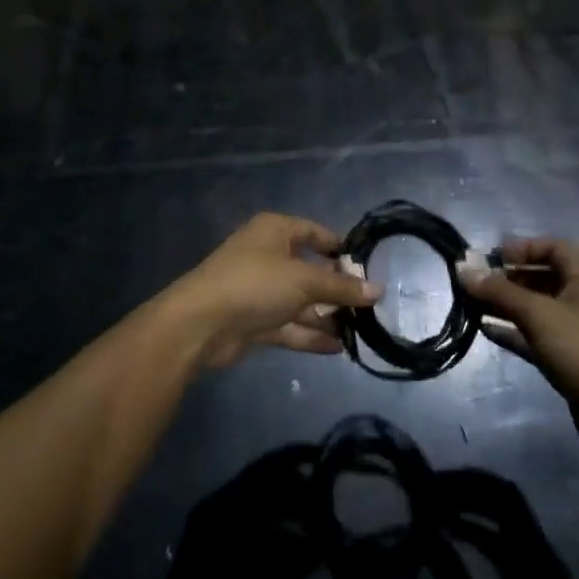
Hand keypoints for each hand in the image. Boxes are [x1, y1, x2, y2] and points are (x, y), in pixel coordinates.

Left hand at [158, 213, 380, 369]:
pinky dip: (311, 334)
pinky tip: (338, 347)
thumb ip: (340, 286)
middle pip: (310, 270)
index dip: (340, 248)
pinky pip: (290, 325)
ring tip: (361, 332)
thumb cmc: (255, 284)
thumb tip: (377, 289)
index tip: (368, 267)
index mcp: (275, 231)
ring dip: (327, 316)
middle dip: (337, 289)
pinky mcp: (255, 320)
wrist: (201, 323)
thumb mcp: (303, 280)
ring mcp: (260, 290)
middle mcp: (268, 255)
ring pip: (301, 301)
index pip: (314, 232)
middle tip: (370, 307)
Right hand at [472, 238, 578, 426]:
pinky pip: (537, 334)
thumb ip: (498, 291)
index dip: (520, 249)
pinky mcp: (572, 357)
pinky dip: (514, 330)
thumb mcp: (539, 314)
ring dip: (506, 304)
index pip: (551, 247)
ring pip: (537, 307)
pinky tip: (486, 330)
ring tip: (471, 305)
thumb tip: (461, 268)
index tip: (489, 259)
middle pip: (542, 276)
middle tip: (472, 283)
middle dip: (507, 278)